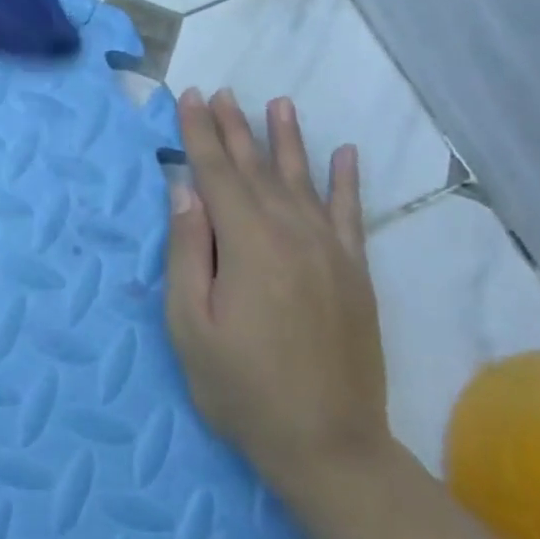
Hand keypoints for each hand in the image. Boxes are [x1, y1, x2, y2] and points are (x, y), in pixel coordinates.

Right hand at [165, 90, 389, 493]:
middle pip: (257, 168)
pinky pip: (350, 213)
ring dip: (286, 139)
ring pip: (302, 179)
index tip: (189, 97)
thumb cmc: (242, 388)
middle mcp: (292, 233)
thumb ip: (187, 251)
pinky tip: (345, 154)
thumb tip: (185, 190)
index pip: (217, 173)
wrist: (330, 446)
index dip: (200, 133)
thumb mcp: (191, 325)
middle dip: (235, 127)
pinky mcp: (355, 272)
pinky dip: (346, 181)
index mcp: (248, 243)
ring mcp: (330, 251)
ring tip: (277, 103)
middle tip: (220, 92)